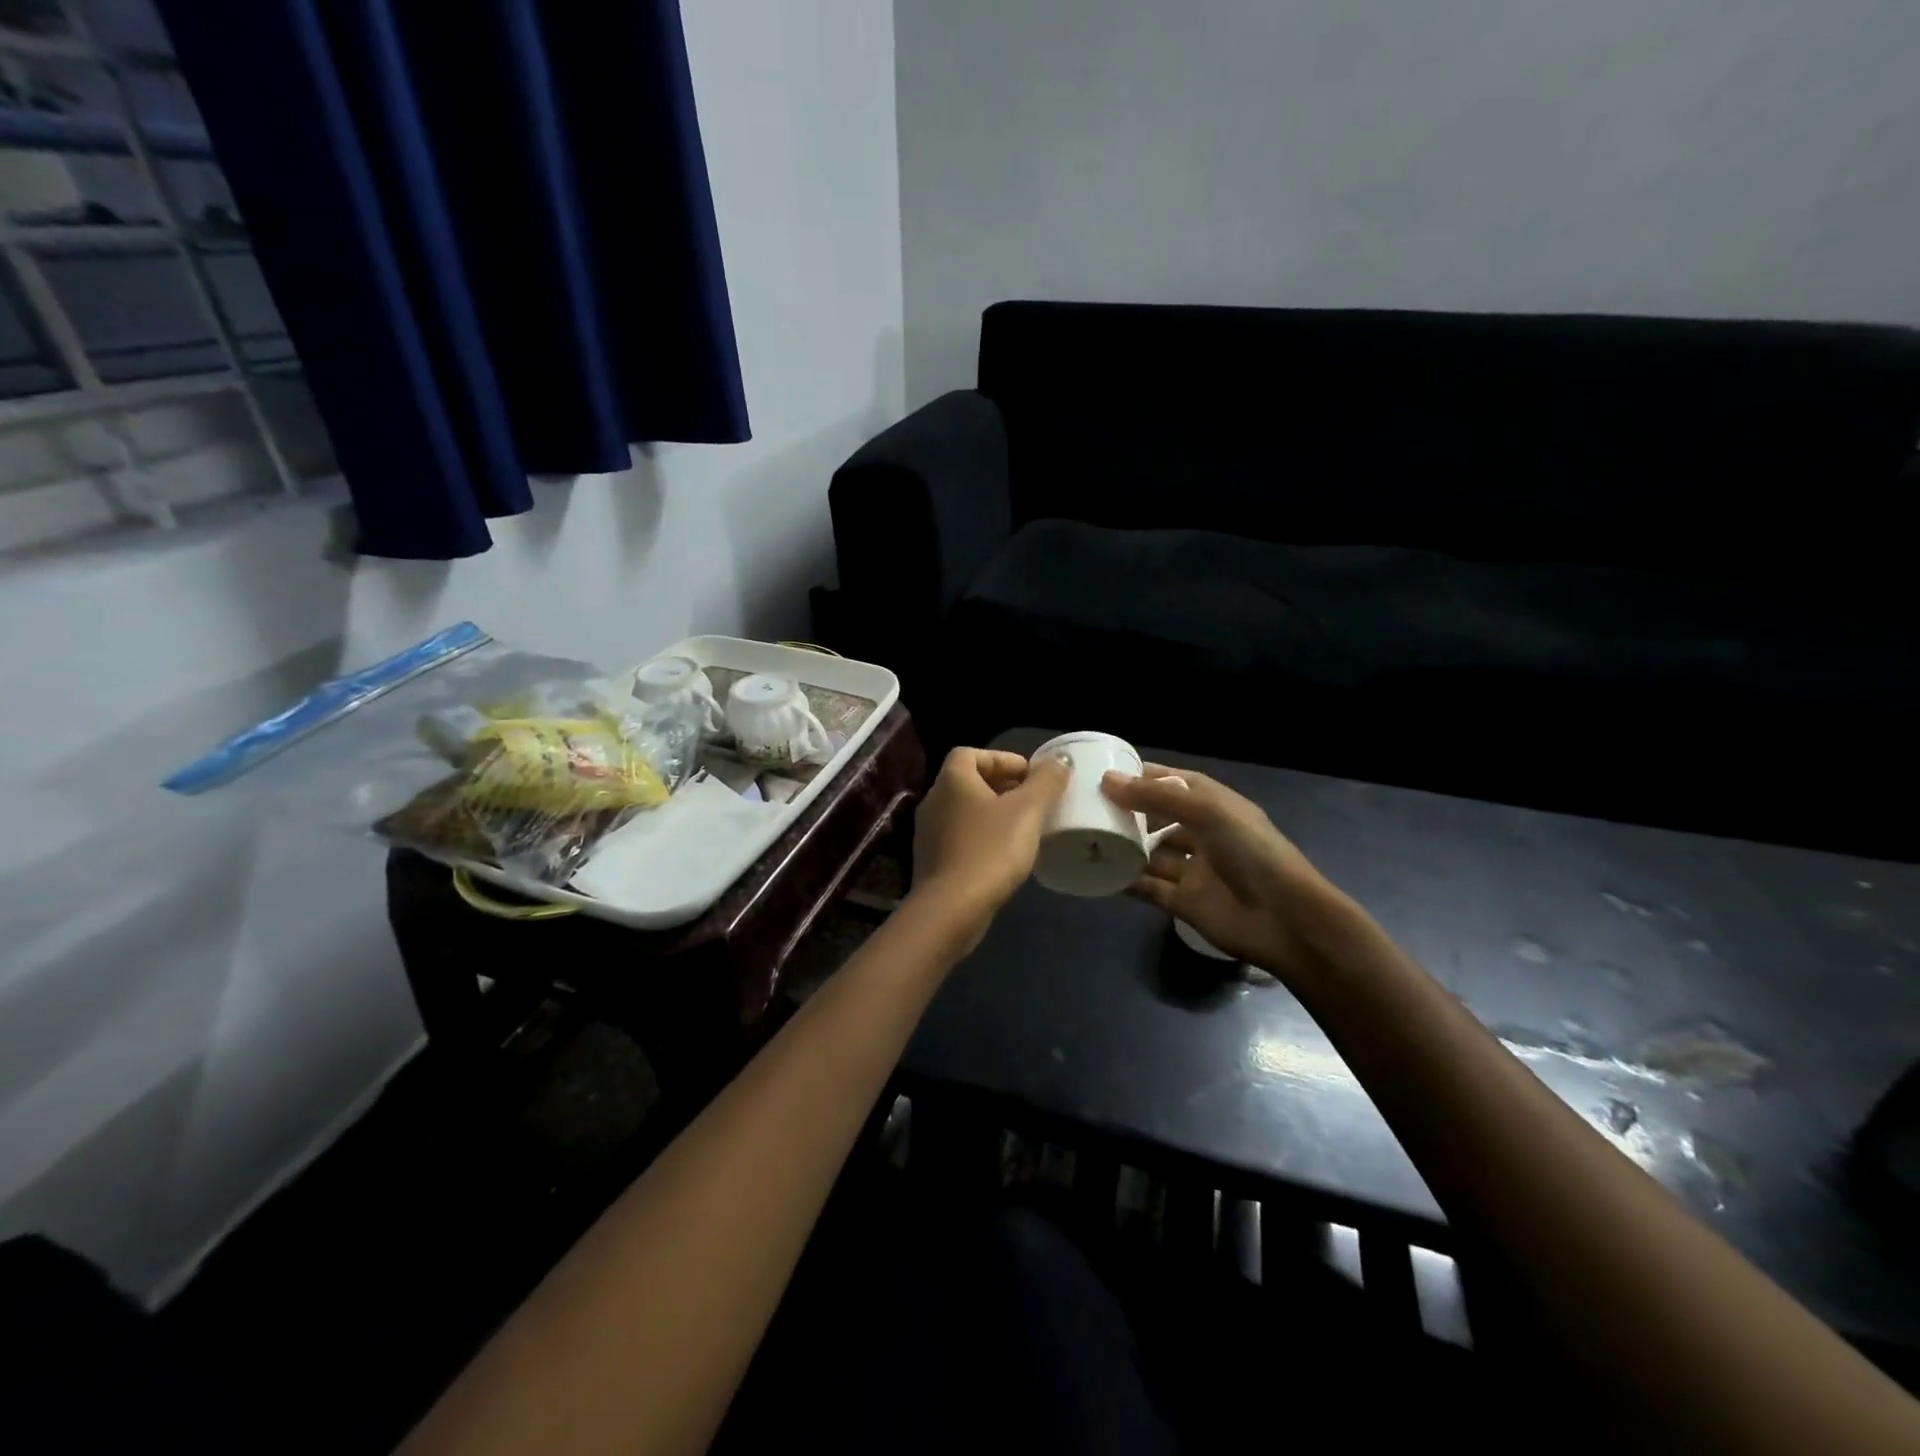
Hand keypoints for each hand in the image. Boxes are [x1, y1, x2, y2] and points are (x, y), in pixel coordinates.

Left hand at [912, 748, 1069, 934]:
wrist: (951, 909)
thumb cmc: (990, 850)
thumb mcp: (1028, 811)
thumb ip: (1046, 781)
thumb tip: (1060, 759)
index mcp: (951, 780)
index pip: (972, 753)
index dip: (1003, 759)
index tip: (1031, 777)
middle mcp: (933, 800)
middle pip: (969, 781)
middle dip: (1003, 787)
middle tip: (1034, 802)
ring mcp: (928, 833)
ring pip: (965, 811)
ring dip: (993, 814)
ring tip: (1024, 828)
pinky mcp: (932, 861)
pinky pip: (961, 838)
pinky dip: (982, 837)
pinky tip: (1004, 856)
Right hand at [1102, 765, 1343, 978]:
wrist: (1285, 919)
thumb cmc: (1250, 851)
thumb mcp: (1206, 811)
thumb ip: (1156, 797)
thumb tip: (1107, 780)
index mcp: (1213, 804)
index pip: (1171, 782)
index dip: (1141, 776)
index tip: (1103, 772)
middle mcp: (1202, 833)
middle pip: (1158, 817)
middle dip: (1128, 812)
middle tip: (1086, 807)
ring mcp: (1193, 869)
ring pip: (1151, 854)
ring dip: (1125, 847)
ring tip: (1086, 838)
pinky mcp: (1184, 901)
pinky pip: (1149, 888)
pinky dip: (1127, 881)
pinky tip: (1099, 874)